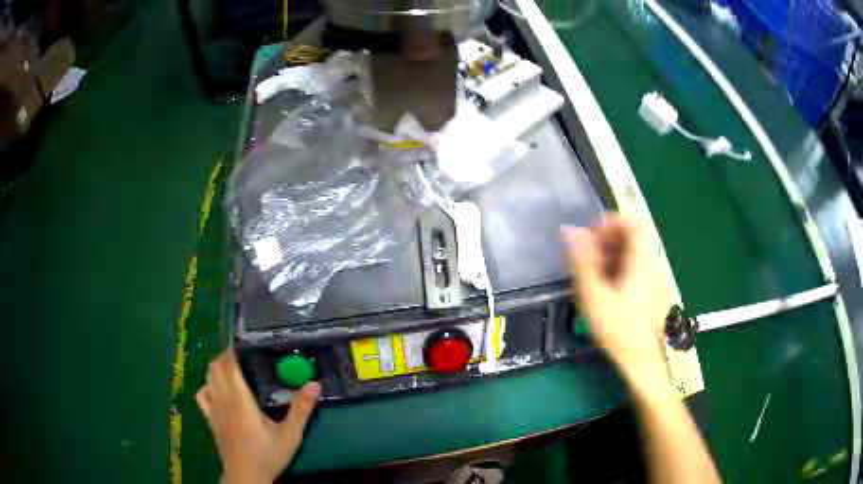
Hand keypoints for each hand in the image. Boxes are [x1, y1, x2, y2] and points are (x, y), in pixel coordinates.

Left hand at [196, 349, 320, 483]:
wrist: (246, 476)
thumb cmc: (267, 455)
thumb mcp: (290, 435)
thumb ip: (301, 409)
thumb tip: (315, 384)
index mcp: (240, 399)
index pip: (229, 365)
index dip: (232, 350)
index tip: (244, 342)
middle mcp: (223, 399)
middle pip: (216, 367)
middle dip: (226, 356)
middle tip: (244, 354)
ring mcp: (213, 410)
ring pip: (208, 378)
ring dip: (216, 368)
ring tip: (231, 367)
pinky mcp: (210, 420)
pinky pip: (202, 395)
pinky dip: (207, 386)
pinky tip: (216, 389)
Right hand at [562, 214, 669, 379]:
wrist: (643, 360)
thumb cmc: (619, 329)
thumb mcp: (595, 295)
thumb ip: (583, 261)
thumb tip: (570, 231)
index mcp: (641, 260)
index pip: (635, 223)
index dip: (613, 220)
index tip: (592, 231)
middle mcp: (652, 264)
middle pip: (634, 237)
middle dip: (609, 238)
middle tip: (587, 253)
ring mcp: (655, 279)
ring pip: (635, 253)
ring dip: (613, 253)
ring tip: (592, 271)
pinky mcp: (653, 292)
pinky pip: (637, 268)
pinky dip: (621, 267)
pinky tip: (606, 286)